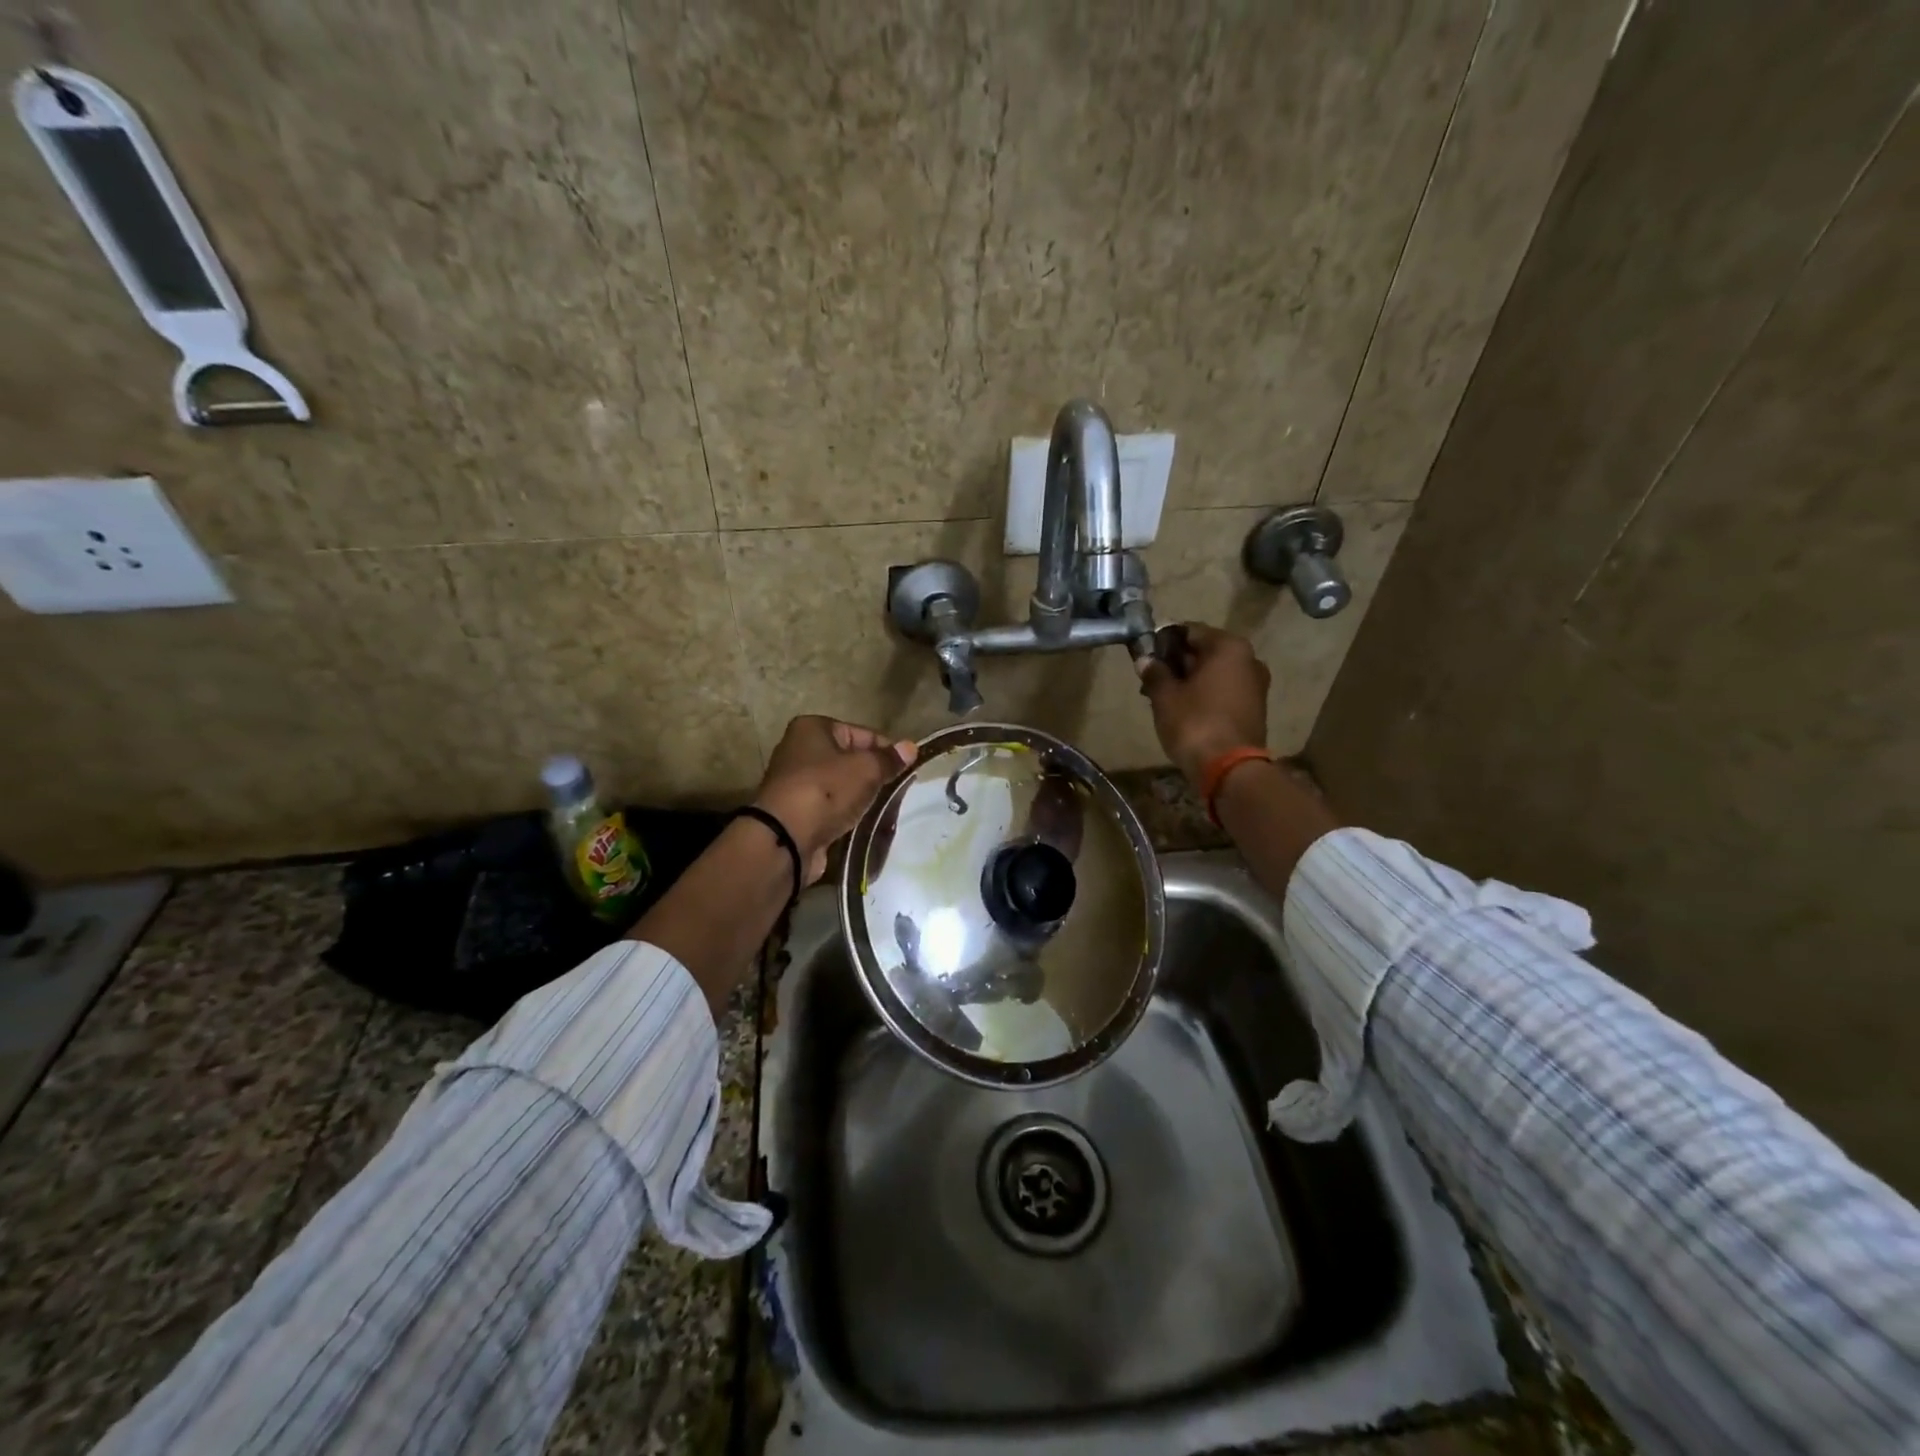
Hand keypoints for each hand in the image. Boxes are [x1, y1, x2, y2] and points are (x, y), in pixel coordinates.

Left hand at [753, 716, 916, 883]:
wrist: (786, 838)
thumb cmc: (826, 790)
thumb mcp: (866, 769)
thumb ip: (889, 759)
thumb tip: (910, 747)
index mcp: (812, 728)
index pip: (861, 733)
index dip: (886, 750)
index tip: (907, 769)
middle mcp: (800, 750)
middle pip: (850, 760)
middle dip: (874, 776)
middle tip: (897, 791)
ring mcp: (796, 783)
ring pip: (841, 786)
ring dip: (862, 798)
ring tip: (885, 810)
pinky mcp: (797, 812)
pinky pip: (831, 808)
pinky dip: (847, 815)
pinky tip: (864, 824)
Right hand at [1137, 623, 1270, 785]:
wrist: (1229, 769)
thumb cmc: (1195, 723)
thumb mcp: (1165, 696)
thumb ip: (1155, 673)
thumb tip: (1145, 660)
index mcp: (1228, 647)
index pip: (1190, 631)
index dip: (1163, 640)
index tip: (1145, 654)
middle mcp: (1248, 659)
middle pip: (1205, 651)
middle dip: (1177, 661)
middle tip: (1151, 677)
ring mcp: (1255, 684)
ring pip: (1214, 672)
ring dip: (1189, 679)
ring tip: (1163, 695)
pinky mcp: (1254, 707)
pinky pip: (1224, 690)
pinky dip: (1204, 693)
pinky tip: (1183, 708)